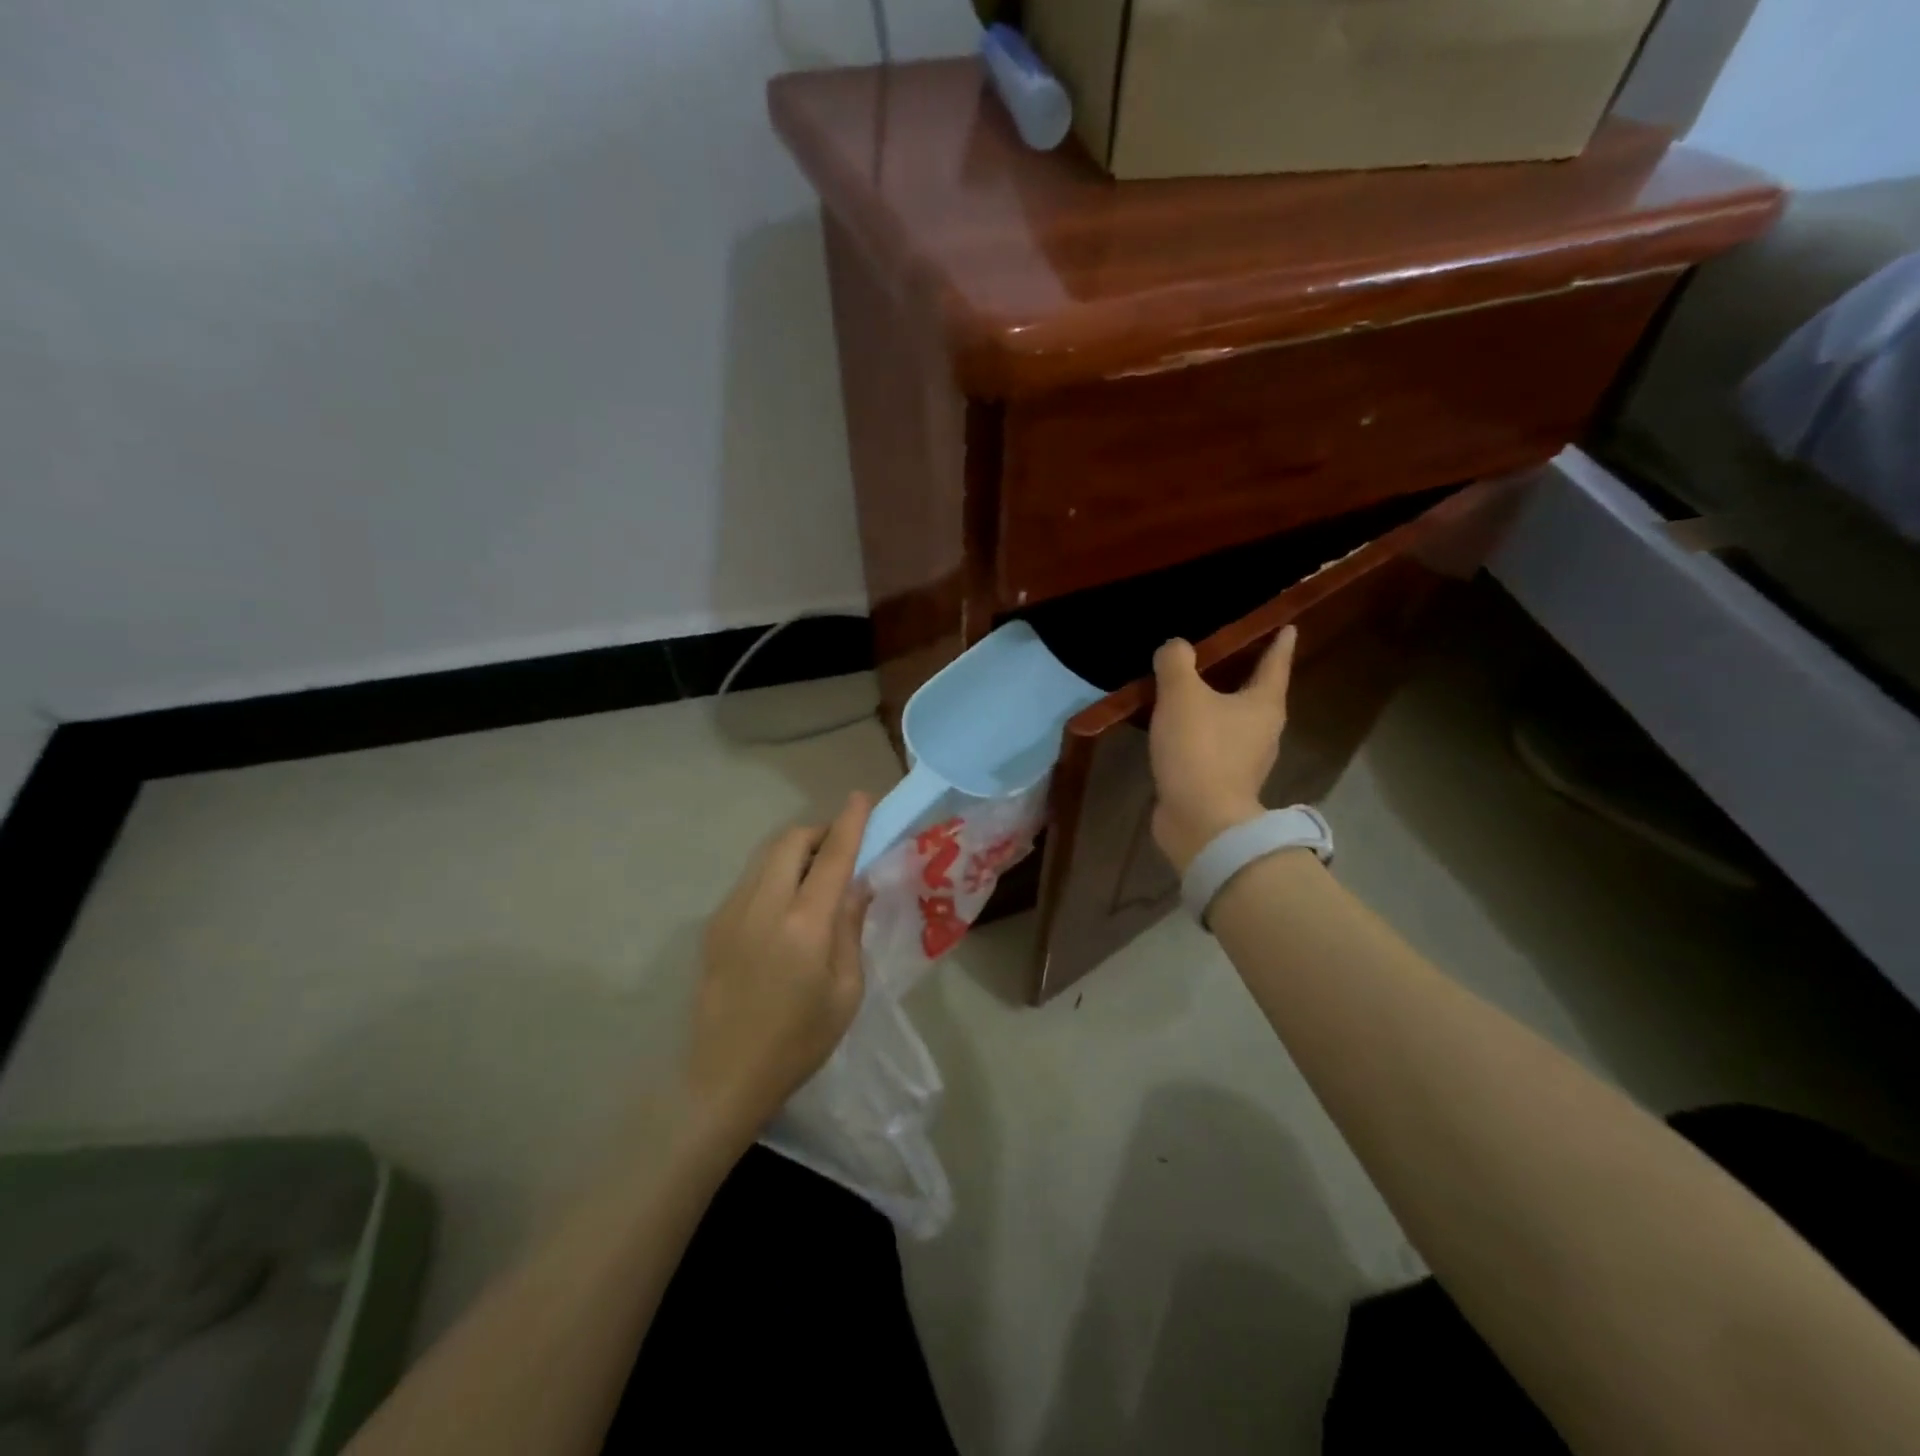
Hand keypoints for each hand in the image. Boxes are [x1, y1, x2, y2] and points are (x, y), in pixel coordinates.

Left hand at [685, 793, 872, 1149]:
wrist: (724, 1077)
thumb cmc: (799, 1041)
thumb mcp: (845, 991)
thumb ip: (850, 928)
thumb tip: (857, 884)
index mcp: (804, 926)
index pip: (833, 856)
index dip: (851, 822)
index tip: (863, 797)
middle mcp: (764, 906)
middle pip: (791, 840)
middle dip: (820, 832)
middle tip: (841, 850)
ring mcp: (732, 912)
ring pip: (766, 855)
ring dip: (796, 850)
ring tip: (816, 877)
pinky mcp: (714, 924)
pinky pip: (751, 879)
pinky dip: (775, 873)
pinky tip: (786, 907)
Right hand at [1149, 627, 1295, 872]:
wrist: (1201, 820)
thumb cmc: (1200, 750)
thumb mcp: (1182, 695)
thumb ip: (1177, 663)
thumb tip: (1176, 646)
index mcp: (1264, 705)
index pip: (1275, 665)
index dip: (1279, 644)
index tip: (1288, 627)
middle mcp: (1264, 732)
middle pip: (1258, 696)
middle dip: (1246, 676)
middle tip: (1228, 657)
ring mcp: (1245, 762)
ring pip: (1234, 724)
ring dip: (1219, 708)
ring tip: (1194, 694)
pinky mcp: (1223, 784)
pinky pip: (1213, 748)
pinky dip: (1200, 735)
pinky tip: (1178, 732)